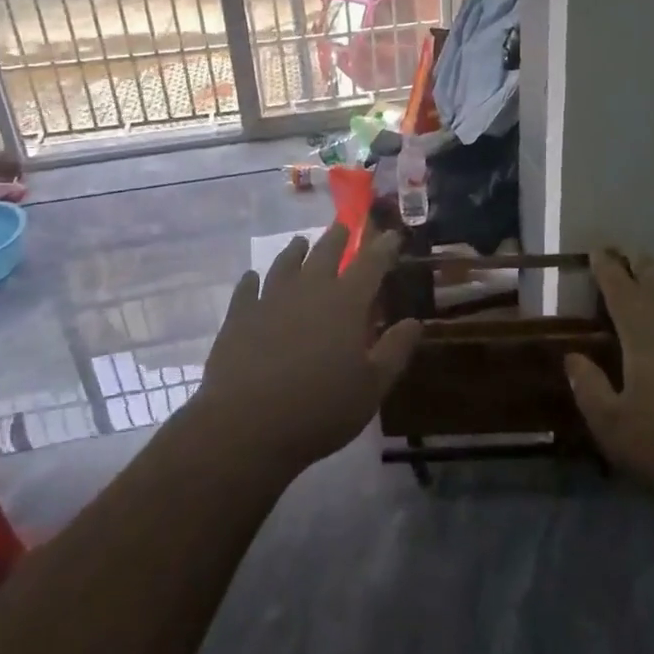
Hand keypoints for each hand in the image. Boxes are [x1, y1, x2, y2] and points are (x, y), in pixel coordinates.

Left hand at [193, 224, 419, 477]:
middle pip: (325, 252)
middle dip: (339, 237)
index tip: (392, 233)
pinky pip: (246, 288)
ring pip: (285, 263)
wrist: (246, 427)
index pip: (371, 263)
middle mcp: (309, 290)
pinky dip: (251, 280)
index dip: (384, 246)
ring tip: (300, 242)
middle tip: (344, 226)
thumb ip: (395, 351)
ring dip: (295, 250)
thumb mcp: (372, 387)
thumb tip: (414, 322)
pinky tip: (251, 278)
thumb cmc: (320, 410)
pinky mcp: (238, 317)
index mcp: (346, 303)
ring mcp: (269, 300)